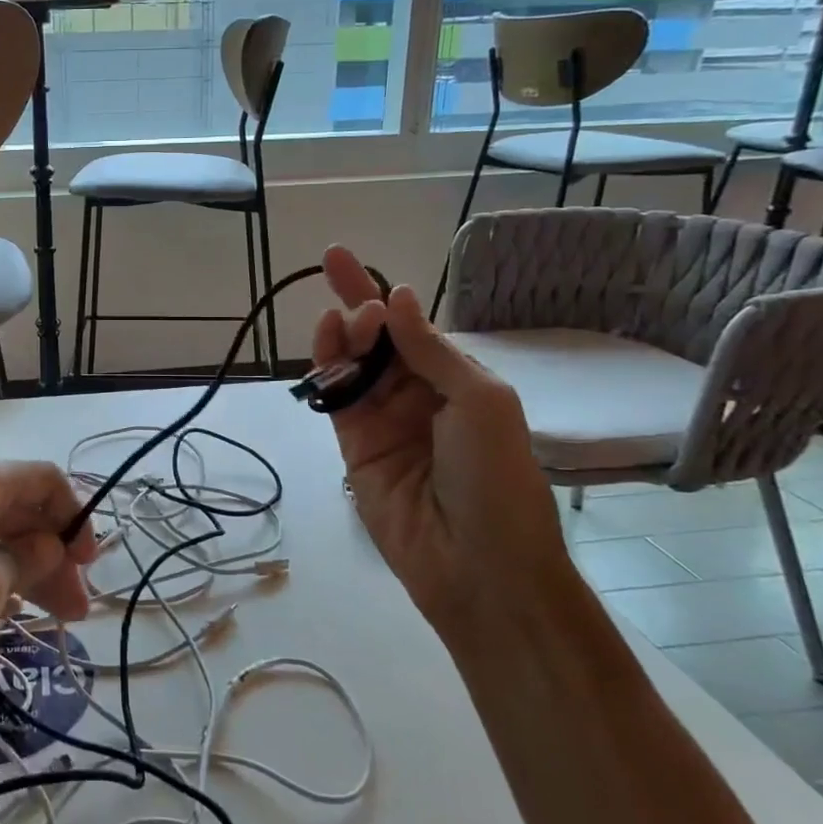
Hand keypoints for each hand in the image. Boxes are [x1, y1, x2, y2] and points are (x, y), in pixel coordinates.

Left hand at [0, 461, 95, 707]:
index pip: (42, 479)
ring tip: (55, 618)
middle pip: (20, 509)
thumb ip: (26, 562)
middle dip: (54, 553)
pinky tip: (6, 609)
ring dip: (28, 570)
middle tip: (77, 606)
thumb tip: (50, 544)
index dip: (74, 515)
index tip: (89, 563)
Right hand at [312, 246, 570, 625]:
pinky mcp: (353, 446)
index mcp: (457, 380)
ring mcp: (382, 421)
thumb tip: (396, 297)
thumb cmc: (496, 478)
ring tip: (343, 324)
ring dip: (341, 336)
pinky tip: (326, 345)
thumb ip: (431, 351)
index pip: (409, 326)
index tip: (340, 258)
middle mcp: (417, 394)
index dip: (377, 291)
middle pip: (374, 339)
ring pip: (350, 364)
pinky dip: (325, 369)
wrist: (479, 565)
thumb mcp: (480, 402)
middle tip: (351, 301)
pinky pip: (335, 398)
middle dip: (356, 308)